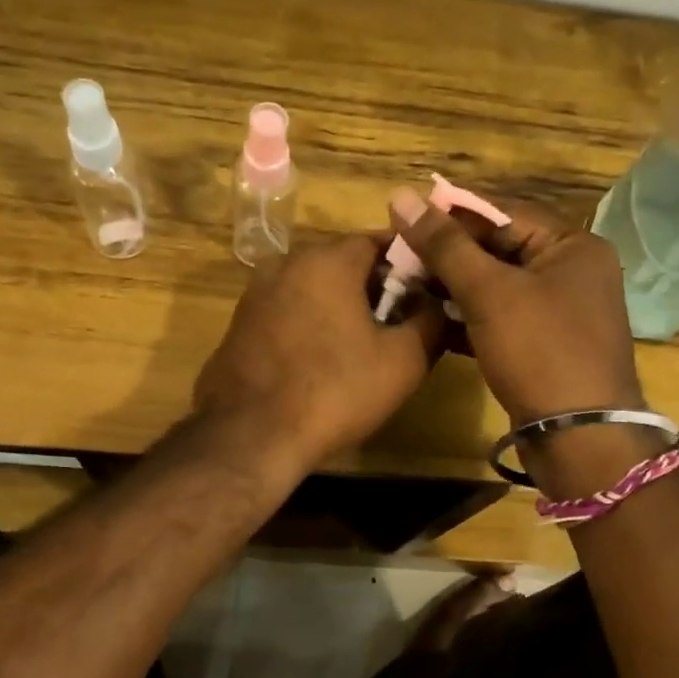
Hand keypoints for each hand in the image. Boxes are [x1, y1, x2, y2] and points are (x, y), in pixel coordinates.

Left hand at [194, 234, 444, 469]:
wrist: (250, 436)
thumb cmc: (334, 391)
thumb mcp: (403, 361)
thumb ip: (431, 321)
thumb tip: (440, 304)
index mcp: (327, 260)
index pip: (377, 240)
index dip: (408, 263)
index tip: (427, 290)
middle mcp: (286, 263)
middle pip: (342, 262)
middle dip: (373, 286)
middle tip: (399, 321)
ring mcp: (255, 294)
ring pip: (312, 287)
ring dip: (338, 306)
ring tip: (362, 344)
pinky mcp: (239, 325)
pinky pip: (286, 312)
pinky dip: (308, 323)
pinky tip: (320, 359)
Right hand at [388, 188, 642, 426]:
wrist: (578, 437)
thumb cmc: (539, 350)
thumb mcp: (488, 292)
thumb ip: (444, 245)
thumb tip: (401, 196)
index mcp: (573, 246)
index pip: (504, 214)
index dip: (453, 215)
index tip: (406, 220)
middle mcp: (572, 272)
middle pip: (500, 250)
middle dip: (450, 256)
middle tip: (401, 258)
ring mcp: (560, 313)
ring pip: (497, 287)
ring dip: (454, 288)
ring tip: (408, 286)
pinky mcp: (544, 346)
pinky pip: (501, 319)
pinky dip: (469, 319)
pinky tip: (431, 321)